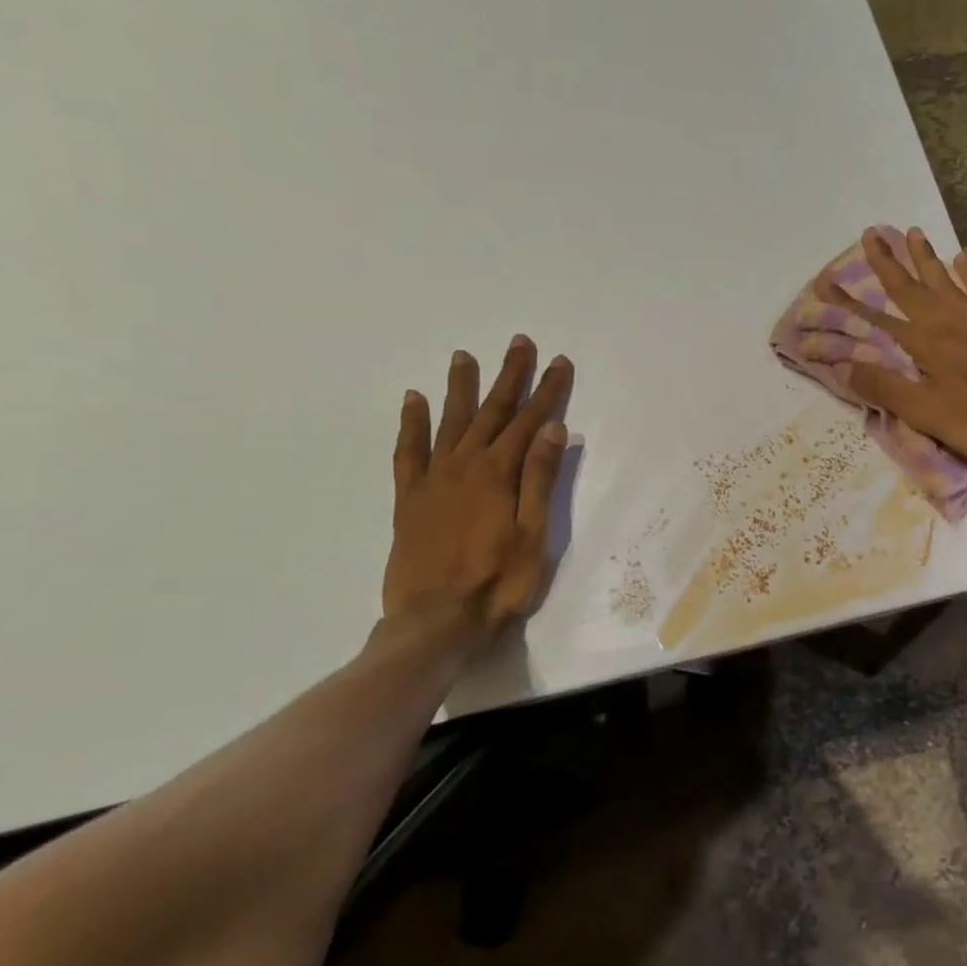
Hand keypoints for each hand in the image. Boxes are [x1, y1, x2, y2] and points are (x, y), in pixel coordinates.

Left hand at [382, 338, 572, 632]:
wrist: (435, 622)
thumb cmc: (497, 582)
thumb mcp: (533, 534)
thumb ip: (539, 479)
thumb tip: (553, 429)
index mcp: (499, 474)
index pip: (530, 422)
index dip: (547, 391)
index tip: (559, 362)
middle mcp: (464, 466)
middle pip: (492, 412)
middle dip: (509, 376)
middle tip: (519, 343)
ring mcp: (433, 480)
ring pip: (450, 423)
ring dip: (461, 388)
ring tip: (465, 357)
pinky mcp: (408, 499)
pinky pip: (407, 452)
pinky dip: (411, 424)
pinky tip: (413, 401)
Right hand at [804, 226, 966, 474]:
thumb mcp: (926, 414)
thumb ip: (885, 388)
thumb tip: (844, 366)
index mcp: (926, 344)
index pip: (879, 318)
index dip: (851, 301)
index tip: (827, 281)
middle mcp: (950, 322)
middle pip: (912, 287)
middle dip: (889, 262)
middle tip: (871, 234)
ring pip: (947, 281)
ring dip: (927, 258)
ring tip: (913, 232)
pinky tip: (962, 260)